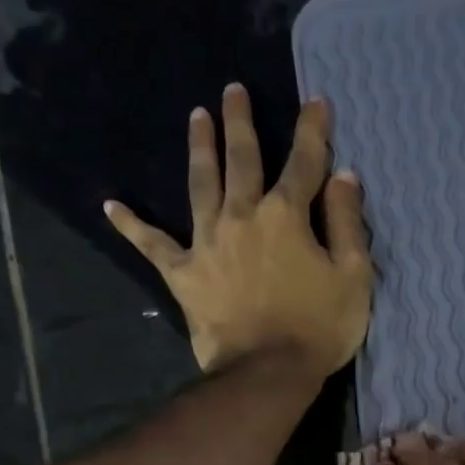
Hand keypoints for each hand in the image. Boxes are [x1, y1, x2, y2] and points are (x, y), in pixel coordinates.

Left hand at [104, 83, 371, 376]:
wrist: (268, 373)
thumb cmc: (318, 329)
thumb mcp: (353, 278)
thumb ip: (348, 224)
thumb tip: (344, 177)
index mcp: (286, 215)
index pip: (304, 163)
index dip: (313, 131)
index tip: (316, 101)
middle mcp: (242, 216)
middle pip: (242, 159)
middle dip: (241, 123)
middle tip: (233, 91)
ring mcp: (207, 242)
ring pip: (201, 184)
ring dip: (200, 148)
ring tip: (196, 117)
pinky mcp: (184, 274)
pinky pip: (153, 245)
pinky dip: (132, 226)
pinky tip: (111, 206)